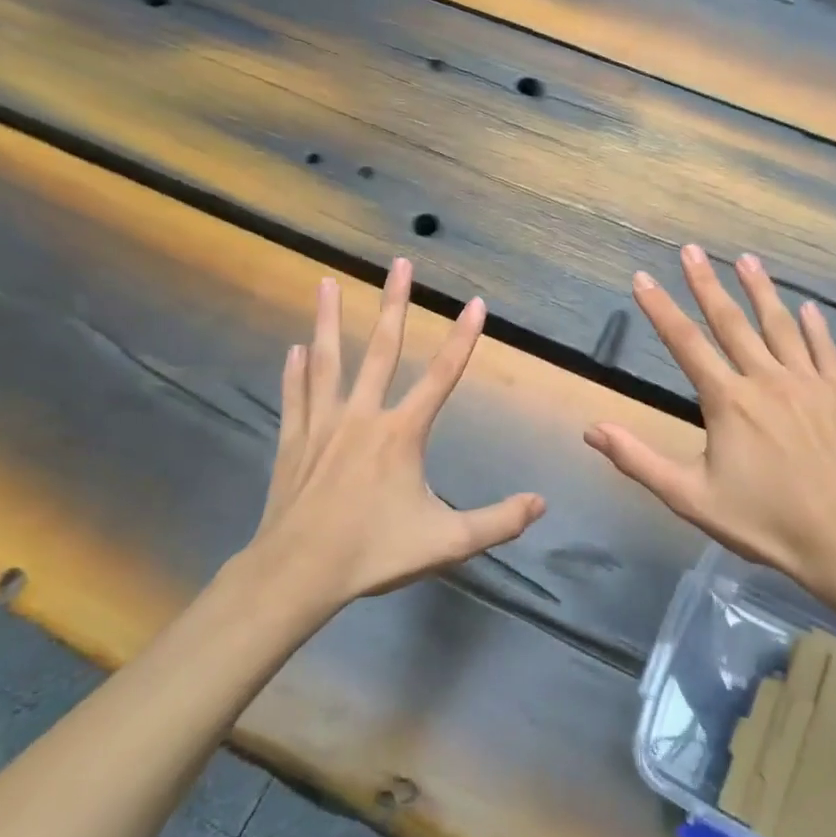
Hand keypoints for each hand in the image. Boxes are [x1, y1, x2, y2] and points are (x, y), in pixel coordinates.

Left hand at [252, 258, 545, 612]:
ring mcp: (323, 425)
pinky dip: (295, 371)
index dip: (463, 338)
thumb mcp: (446, 543)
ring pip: (328, 361)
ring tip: (324, 282)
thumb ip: (498, 522)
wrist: (297, 574)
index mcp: (401, 434)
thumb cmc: (373, 554)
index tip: (476, 303)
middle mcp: (363, 416)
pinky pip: (297, 396)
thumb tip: (541, 503)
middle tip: (400, 262)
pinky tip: (294, 348)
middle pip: (381, 349)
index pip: (442, 376)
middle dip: (394, 303)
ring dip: (328, 320)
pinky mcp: (294, 441)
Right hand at [584, 245, 835, 595]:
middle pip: (731, 322)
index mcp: (727, 401)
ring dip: (761, 290)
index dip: (660, 309)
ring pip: (780, 326)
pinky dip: (816, 327)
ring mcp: (808, 384)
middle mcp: (766, 380)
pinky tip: (809, 307)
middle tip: (691, 249)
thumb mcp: (689, 497)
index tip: (642, 278)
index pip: (684, 343)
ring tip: (747, 259)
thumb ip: (638, 460)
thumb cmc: (762, 522)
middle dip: (706, 284)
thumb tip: (592, 429)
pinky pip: (826, 351)